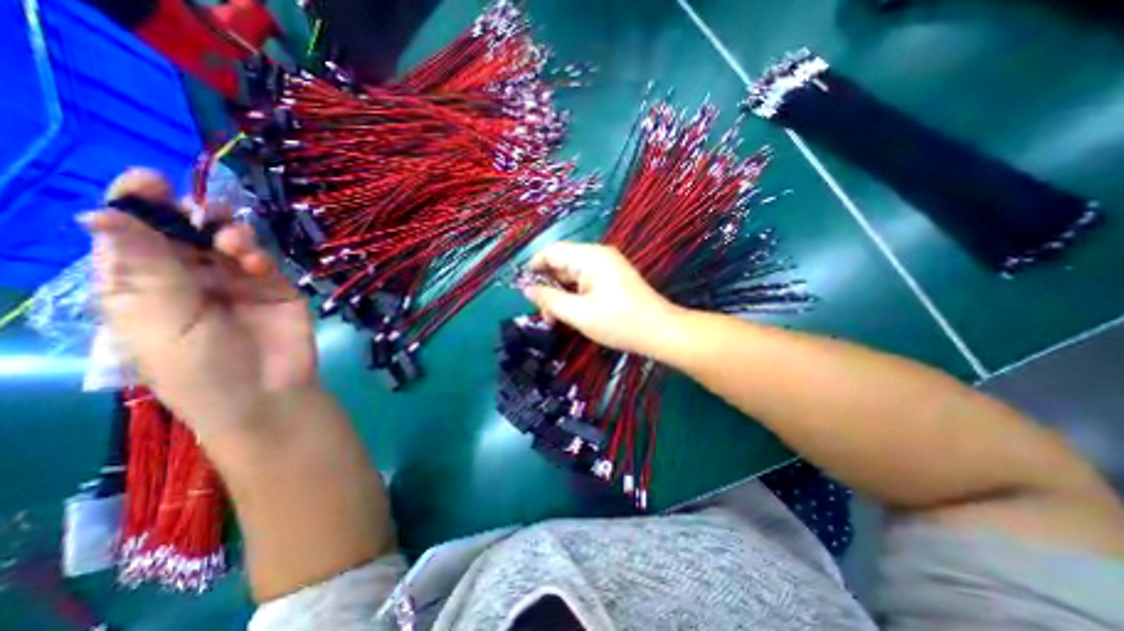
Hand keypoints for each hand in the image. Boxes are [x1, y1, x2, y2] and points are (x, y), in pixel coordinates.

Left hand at [85, 171, 312, 439]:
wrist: (268, 393)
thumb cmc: (201, 368)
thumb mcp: (163, 321)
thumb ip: (147, 269)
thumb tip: (100, 213)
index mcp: (143, 287)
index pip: (133, 237)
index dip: (136, 206)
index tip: (149, 180)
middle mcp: (189, 279)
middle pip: (185, 233)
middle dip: (192, 217)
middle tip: (204, 214)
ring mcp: (237, 283)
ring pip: (228, 241)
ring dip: (229, 234)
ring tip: (234, 245)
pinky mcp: (275, 288)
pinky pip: (264, 260)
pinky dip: (258, 253)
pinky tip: (254, 262)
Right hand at [523, 244, 679, 356]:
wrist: (660, 332)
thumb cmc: (619, 322)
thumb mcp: (579, 313)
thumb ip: (550, 299)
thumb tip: (526, 289)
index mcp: (590, 257)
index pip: (552, 251)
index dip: (534, 266)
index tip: (522, 288)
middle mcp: (598, 256)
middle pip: (562, 263)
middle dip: (548, 285)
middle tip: (541, 312)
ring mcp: (607, 267)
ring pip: (573, 274)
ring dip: (560, 294)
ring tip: (554, 318)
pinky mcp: (612, 279)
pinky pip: (585, 282)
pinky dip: (574, 296)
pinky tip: (570, 314)